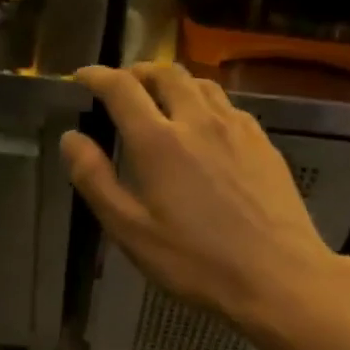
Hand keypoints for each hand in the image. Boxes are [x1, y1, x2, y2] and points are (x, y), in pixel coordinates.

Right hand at [62, 64, 349, 336]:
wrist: (279, 276)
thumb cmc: (195, 261)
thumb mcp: (130, 230)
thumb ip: (95, 180)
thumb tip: (71, 138)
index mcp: (158, 141)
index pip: (121, 88)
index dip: (96, 76)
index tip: (81, 77)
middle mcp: (198, 120)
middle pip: (165, 73)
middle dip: (137, 73)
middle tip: (121, 88)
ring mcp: (236, 128)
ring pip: (200, 83)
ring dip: (172, 82)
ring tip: (160, 101)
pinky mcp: (263, 142)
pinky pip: (227, 105)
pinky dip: (203, 102)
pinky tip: (203, 128)